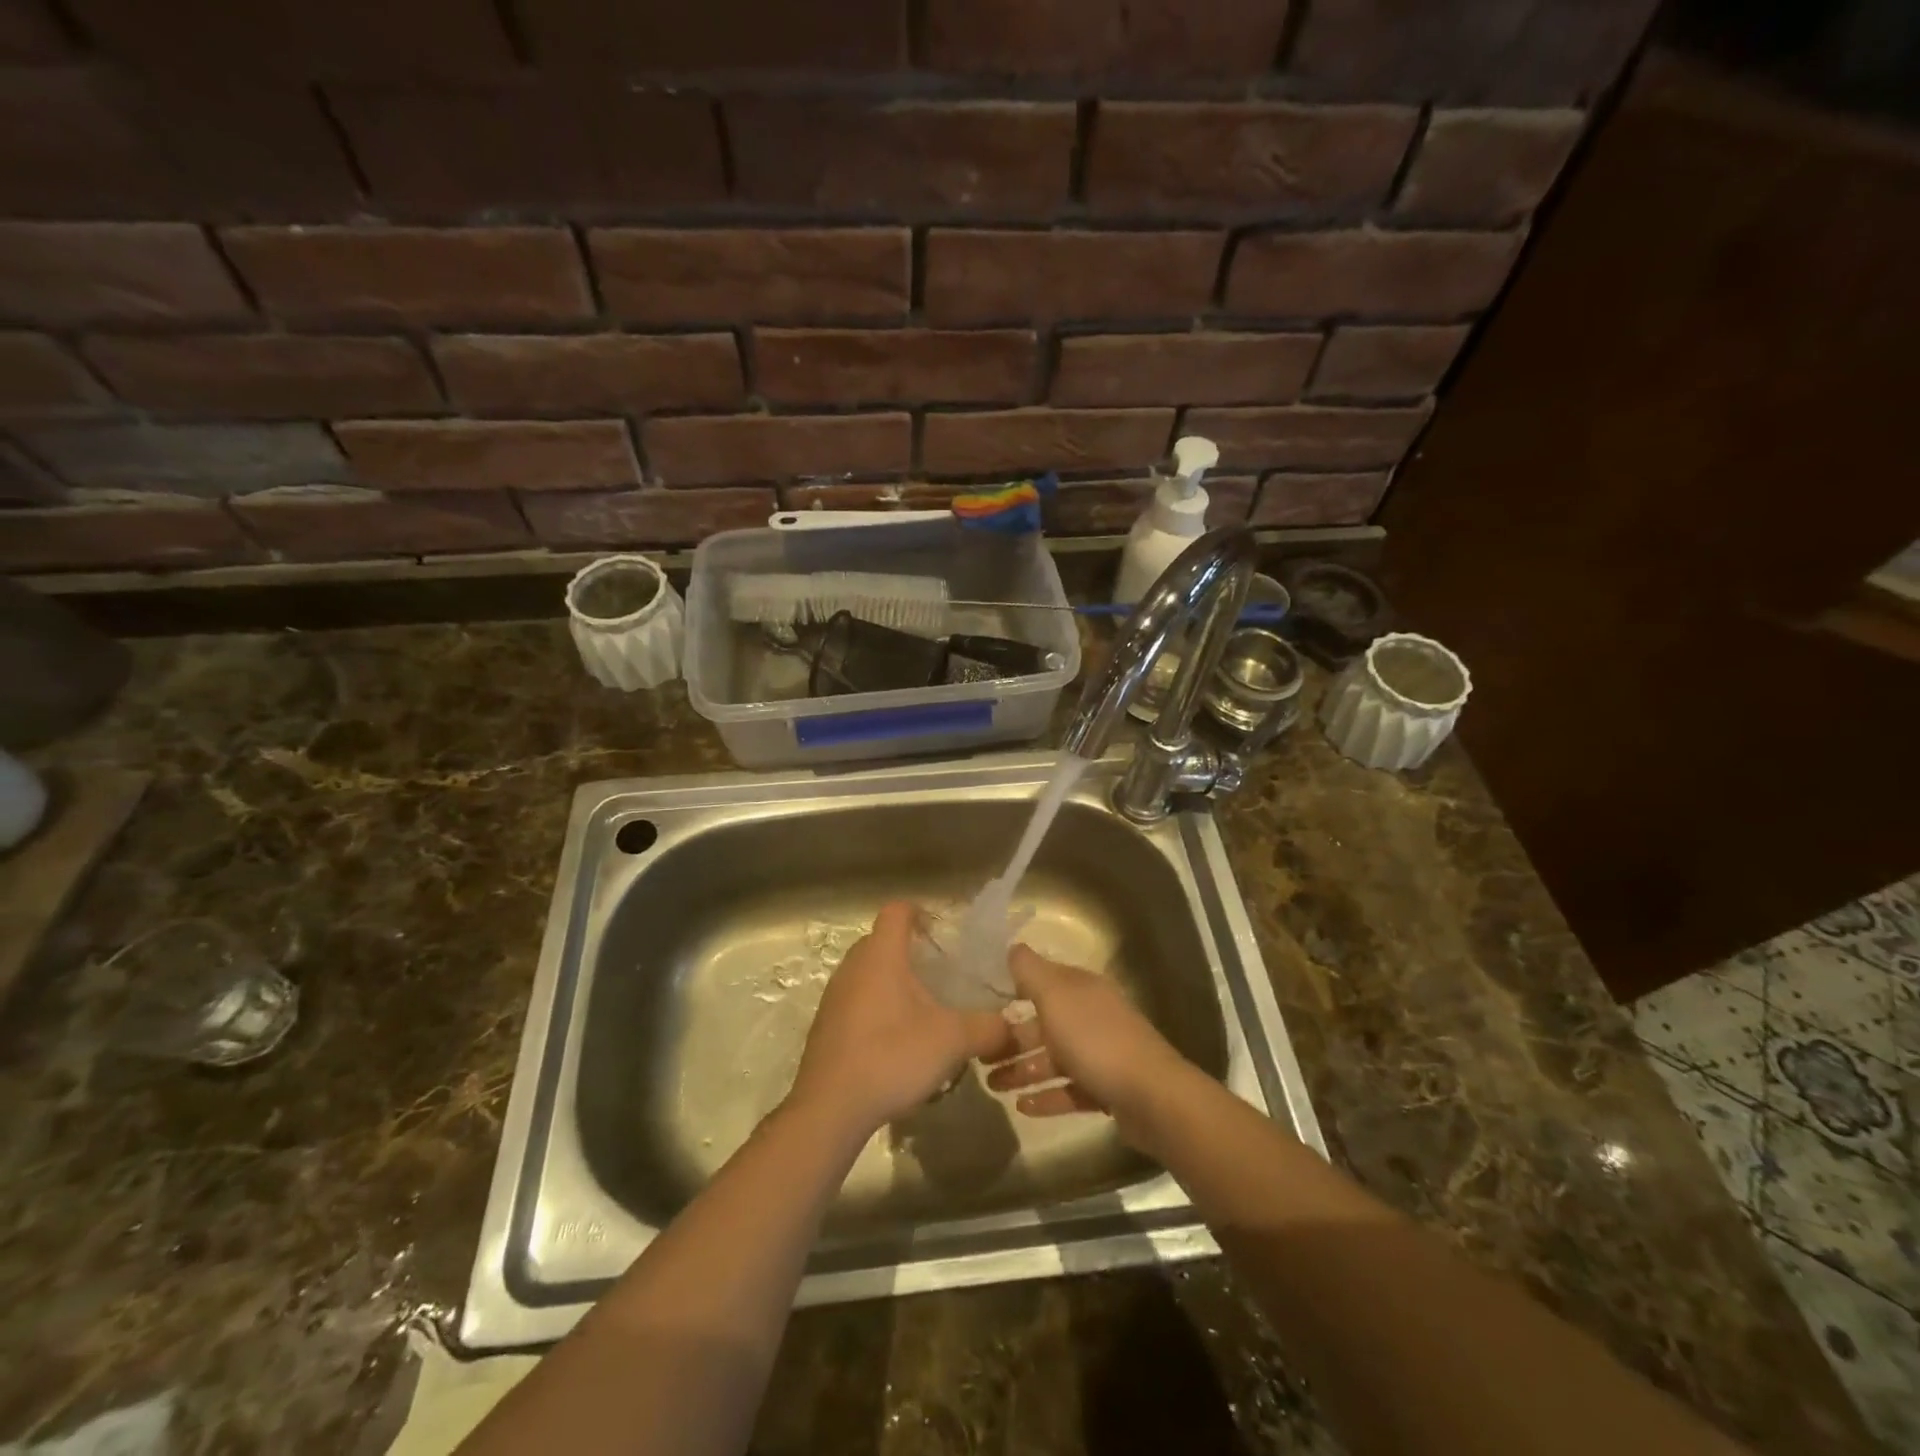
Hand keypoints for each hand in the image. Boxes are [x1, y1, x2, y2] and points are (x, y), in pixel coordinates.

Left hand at [787, 901, 1013, 1137]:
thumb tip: (1011, 1026)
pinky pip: (856, 1001)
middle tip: (940, 976)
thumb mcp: (952, 1041)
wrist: (830, 1108)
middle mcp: (853, 966)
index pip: (898, 910)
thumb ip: (988, 1028)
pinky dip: (878, 1009)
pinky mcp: (826, 1026)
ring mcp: (835, 996)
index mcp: (881, 955)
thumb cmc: (891, 1057)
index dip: (921, 913)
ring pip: (869, 973)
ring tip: (923, 1013)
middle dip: (912, 952)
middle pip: (883, 941)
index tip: (942, 934)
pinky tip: (897, 1043)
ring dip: (894, 983)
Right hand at [983, 945, 1188, 1127]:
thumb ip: (1030, 971)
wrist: (1152, 1096)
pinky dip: (1045, 1096)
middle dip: (1011, 1038)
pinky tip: (1021, 1107)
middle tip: (979, 1056)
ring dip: (1022, 1070)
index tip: (981, 1002)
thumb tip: (1012, 946)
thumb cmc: (1096, 1040)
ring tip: (991, 1085)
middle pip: (1044, 1023)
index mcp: (1080, 989)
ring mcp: (1100, 1053)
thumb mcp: (1056, 997)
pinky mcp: (1106, 1088)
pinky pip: (1068, 1089)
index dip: (1012, 988)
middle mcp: (1090, 1015)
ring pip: (1053, 1058)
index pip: (1041, 980)